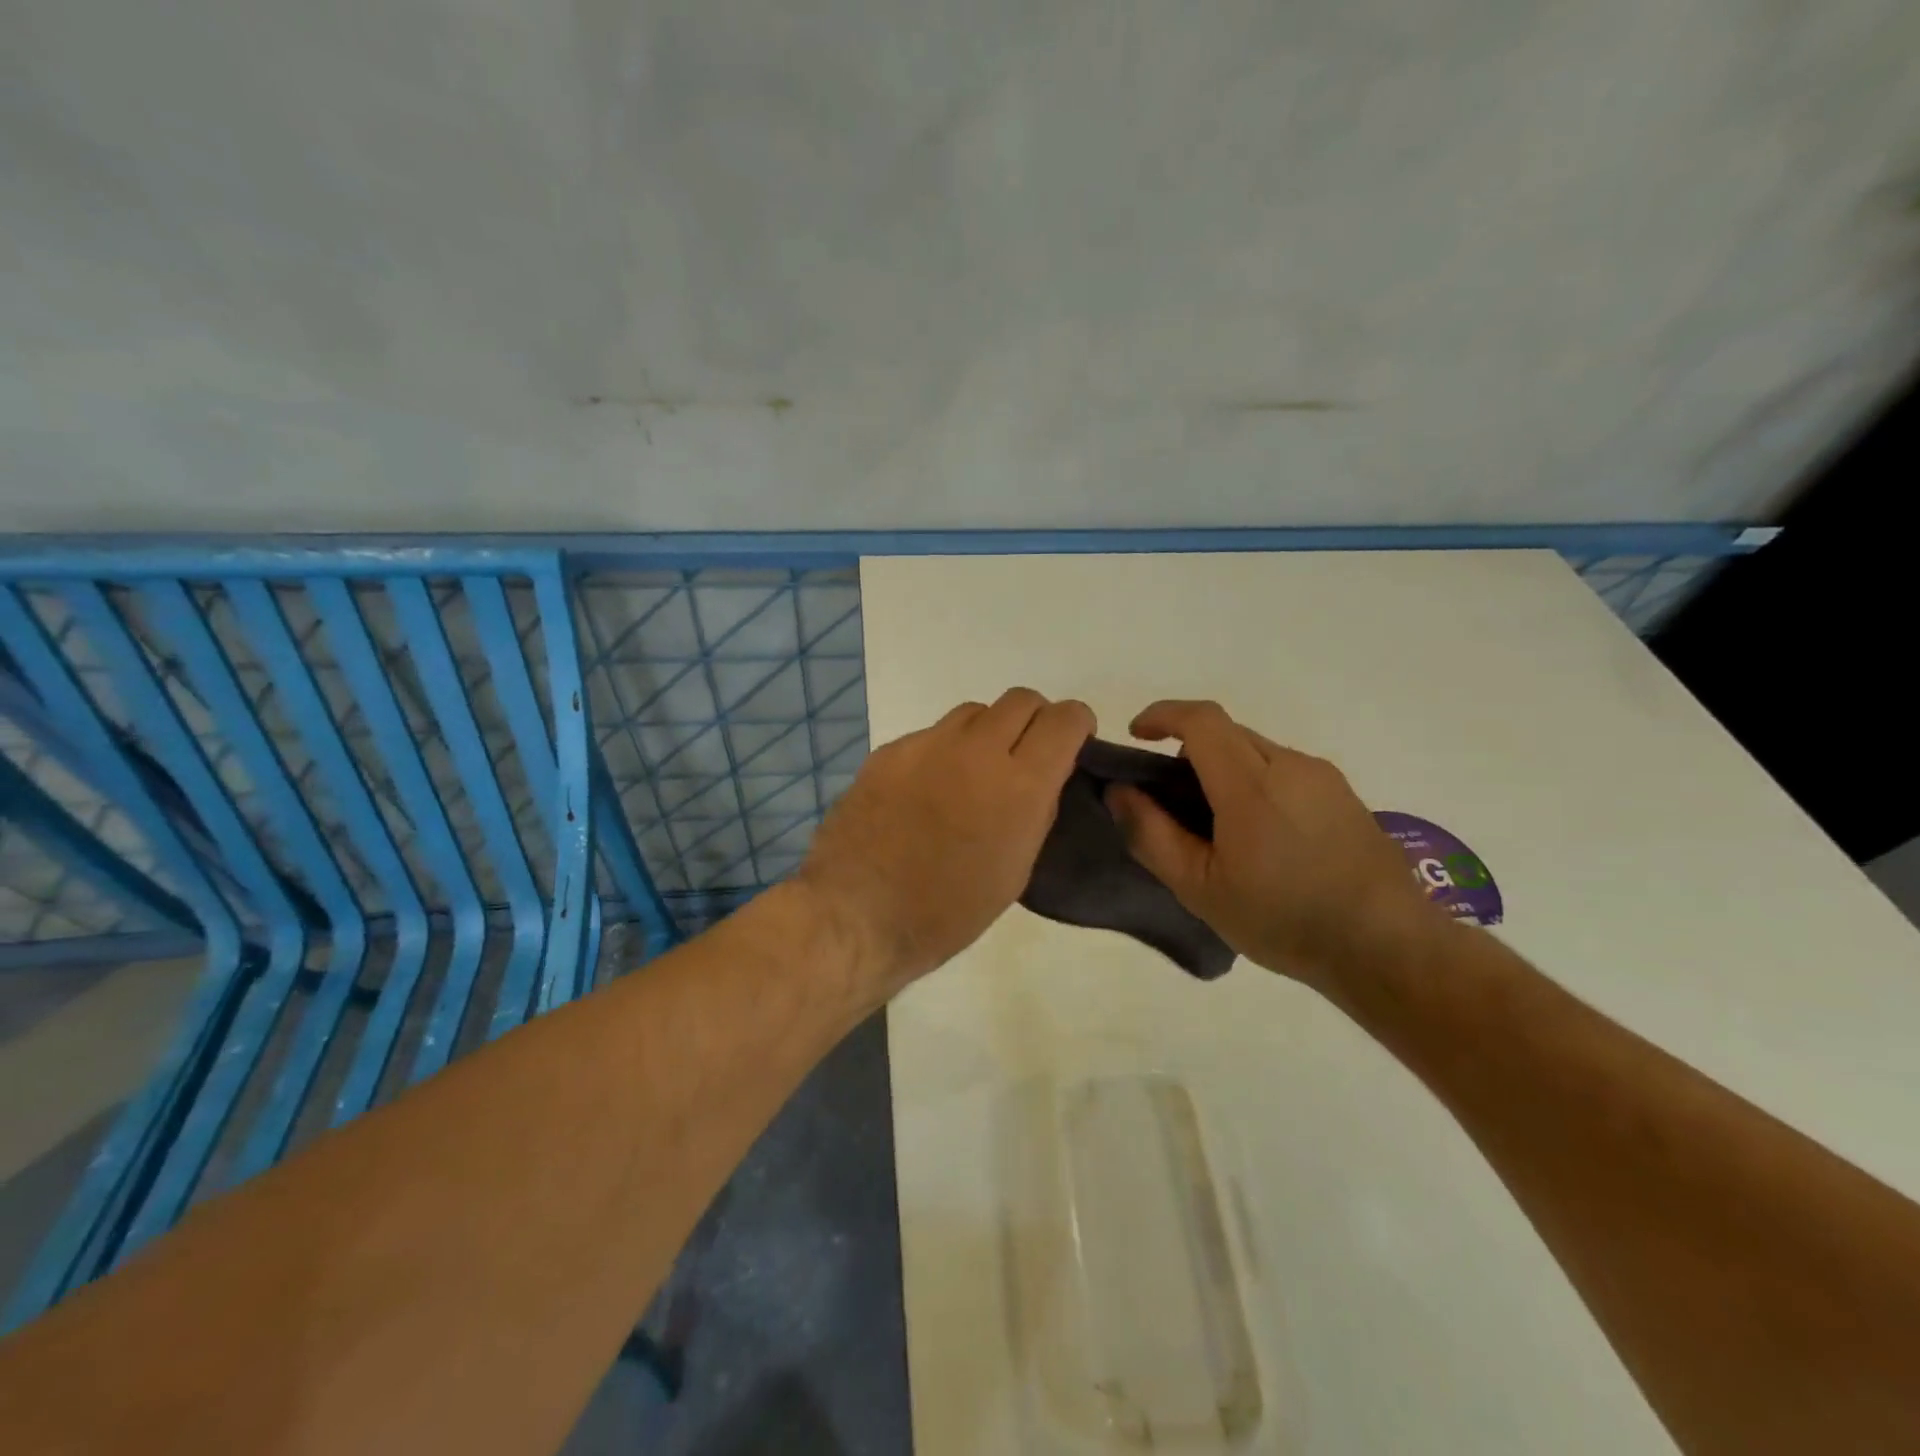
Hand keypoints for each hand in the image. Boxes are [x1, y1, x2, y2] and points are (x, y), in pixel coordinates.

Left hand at [797, 687, 1094, 999]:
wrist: (856, 914)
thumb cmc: (947, 912)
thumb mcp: (1014, 871)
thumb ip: (1035, 812)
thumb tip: (1040, 780)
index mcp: (1019, 785)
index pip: (1064, 719)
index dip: (1076, 724)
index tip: (1072, 742)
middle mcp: (977, 750)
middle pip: (1021, 699)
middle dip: (1034, 719)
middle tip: (1024, 755)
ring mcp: (927, 744)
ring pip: (973, 712)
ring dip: (986, 733)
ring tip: (972, 774)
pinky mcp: (889, 751)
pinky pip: (930, 735)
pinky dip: (942, 752)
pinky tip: (925, 792)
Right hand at [1106, 700, 1441, 989]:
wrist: (1388, 948)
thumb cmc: (1283, 920)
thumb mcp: (1200, 888)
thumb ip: (1151, 834)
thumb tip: (1119, 791)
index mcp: (1251, 784)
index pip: (1202, 720)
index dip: (1162, 715)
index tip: (1136, 735)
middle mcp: (1290, 765)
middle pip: (1227, 733)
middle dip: (1188, 749)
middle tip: (1169, 800)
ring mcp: (1323, 777)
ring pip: (1256, 752)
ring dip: (1223, 770)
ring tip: (1216, 829)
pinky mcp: (1344, 795)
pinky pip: (1285, 770)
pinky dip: (1255, 784)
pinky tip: (1260, 839)